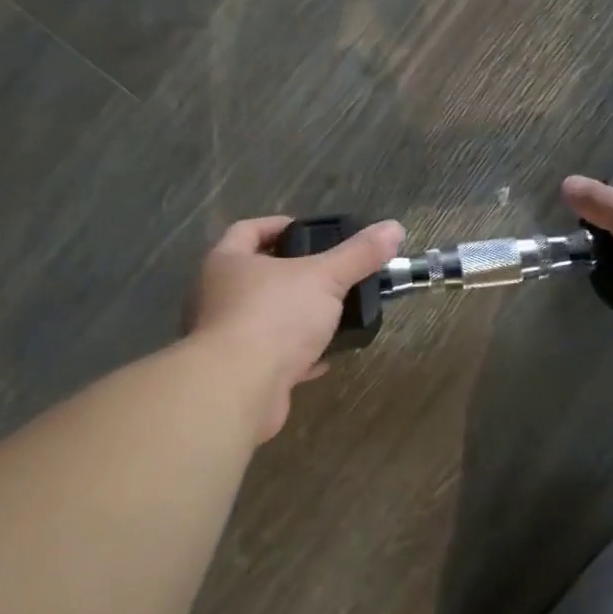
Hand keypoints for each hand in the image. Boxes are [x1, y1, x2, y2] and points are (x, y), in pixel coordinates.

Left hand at [188, 215, 405, 439]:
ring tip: (332, 313)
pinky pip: (271, 355)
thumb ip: (358, 254)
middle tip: (327, 272)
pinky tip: (324, 356)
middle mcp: (219, 295)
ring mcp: (225, 337)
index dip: (277, 225)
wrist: (240, 388)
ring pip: (265, 317)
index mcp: (228, 262)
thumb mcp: (325, 277)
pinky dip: (296, 354)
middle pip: (256, 274)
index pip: (248, 230)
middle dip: (291, 273)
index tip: (308, 231)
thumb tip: (393, 228)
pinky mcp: (239, 372)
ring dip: (295, 316)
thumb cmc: (274, 316)